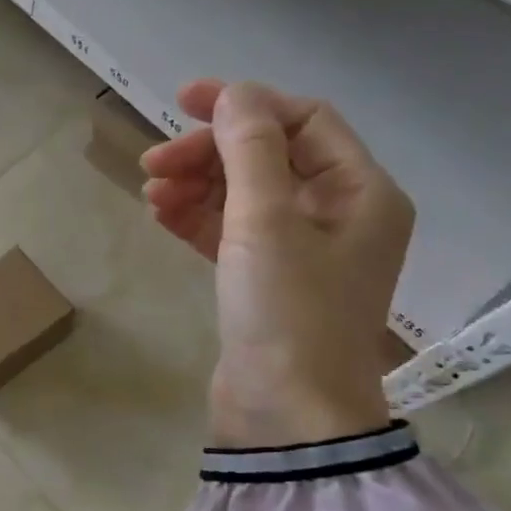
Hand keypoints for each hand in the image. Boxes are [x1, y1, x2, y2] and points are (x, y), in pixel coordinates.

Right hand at [141, 80, 413, 447]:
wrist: (286, 415)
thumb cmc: (287, 313)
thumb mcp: (266, 222)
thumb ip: (251, 150)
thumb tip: (236, 94)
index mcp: (361, 193)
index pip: (304, 122)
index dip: (246, 105)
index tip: (183, 103)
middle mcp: (338, 216)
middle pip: (268, 158)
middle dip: (209, 153)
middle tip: (152, 162)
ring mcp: (301, 253)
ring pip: (244, 196)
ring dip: (197, 185)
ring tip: (149, 191)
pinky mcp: (265, 283)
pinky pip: (231, 233)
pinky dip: (197, 219)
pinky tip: (160, 214)